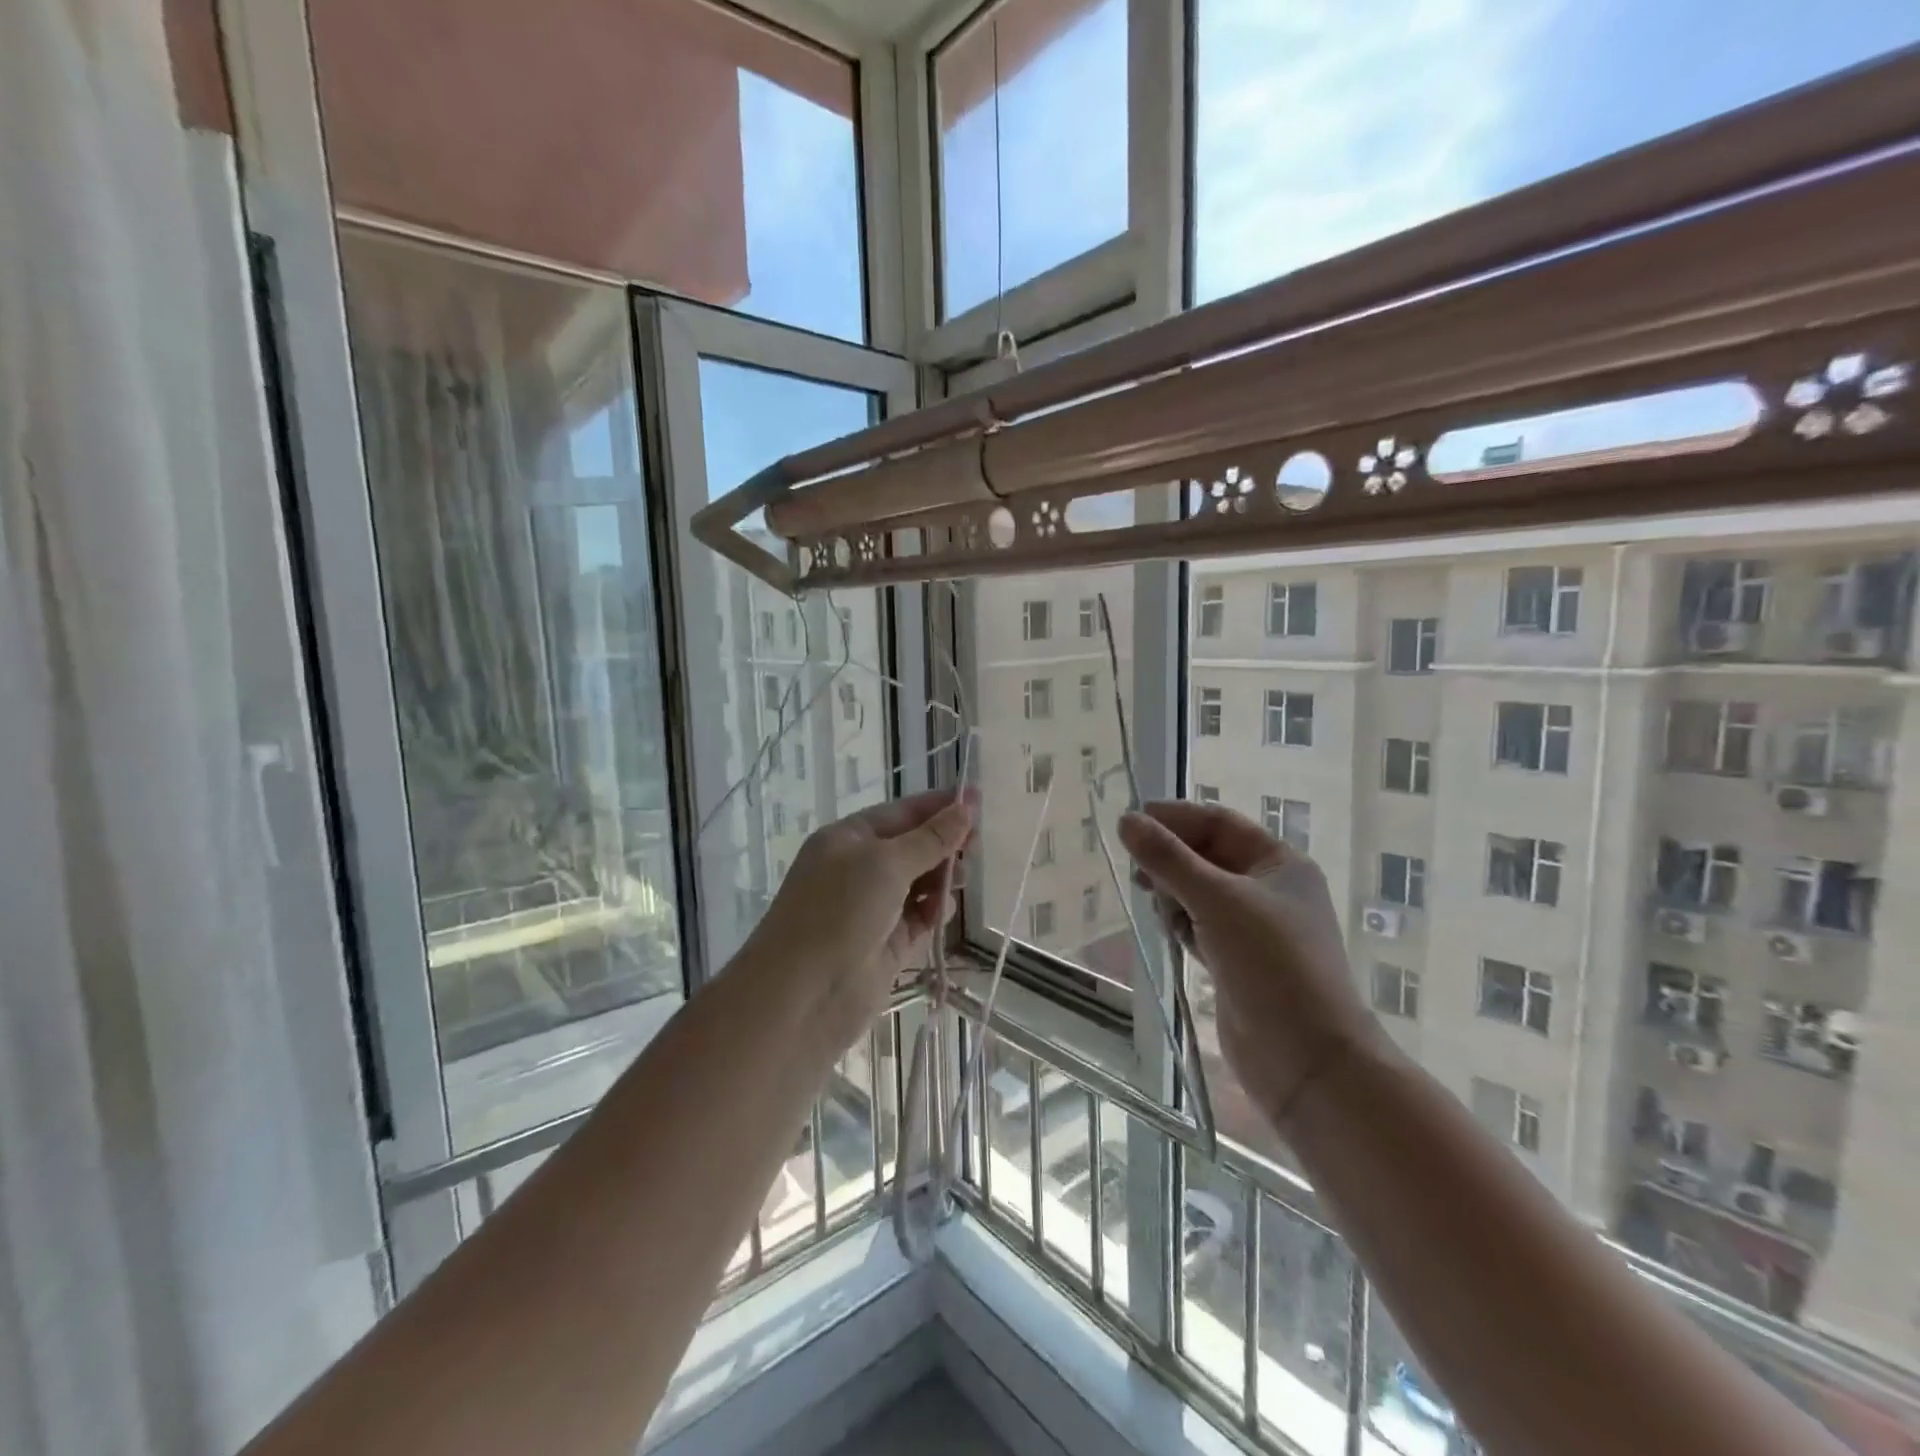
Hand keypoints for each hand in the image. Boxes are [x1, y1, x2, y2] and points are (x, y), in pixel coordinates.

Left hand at [745, 789, 975, 1023]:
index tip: (978, 800)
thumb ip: (931, 838)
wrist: (802, 996)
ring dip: (942, 877)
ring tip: (960, 881)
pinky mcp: (886, 945)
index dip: (938, 806)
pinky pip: (919, 918)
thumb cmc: (839, 912)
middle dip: (943, 843)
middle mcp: (858, 869)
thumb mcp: (886, 863)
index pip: (901, 812)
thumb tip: (966, 807)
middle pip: (912, 847)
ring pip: (919, 883)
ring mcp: (872, 908)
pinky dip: (934, 911)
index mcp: (848, 839)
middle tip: (976, 846)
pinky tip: (942, 910)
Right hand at [1119, 801, 1381, 1127]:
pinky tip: (1170, 933)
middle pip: (1207, 856)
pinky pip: (1200, 925)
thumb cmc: (1271, 964)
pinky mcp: (1238, 961)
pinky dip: (1182, 923)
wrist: (1308, 1060)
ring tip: (1159, 909)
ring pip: (1200, 892)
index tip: (1131, 822)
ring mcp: (1254, 928)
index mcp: (1279, 863)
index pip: (1219, 823)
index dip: (1175, 818)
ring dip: (1174, 893)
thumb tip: (1126, 821)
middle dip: (1172, 859)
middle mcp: (1269, 889)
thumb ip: (1168, 859)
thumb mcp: (1217, 901)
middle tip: (1138, 871)